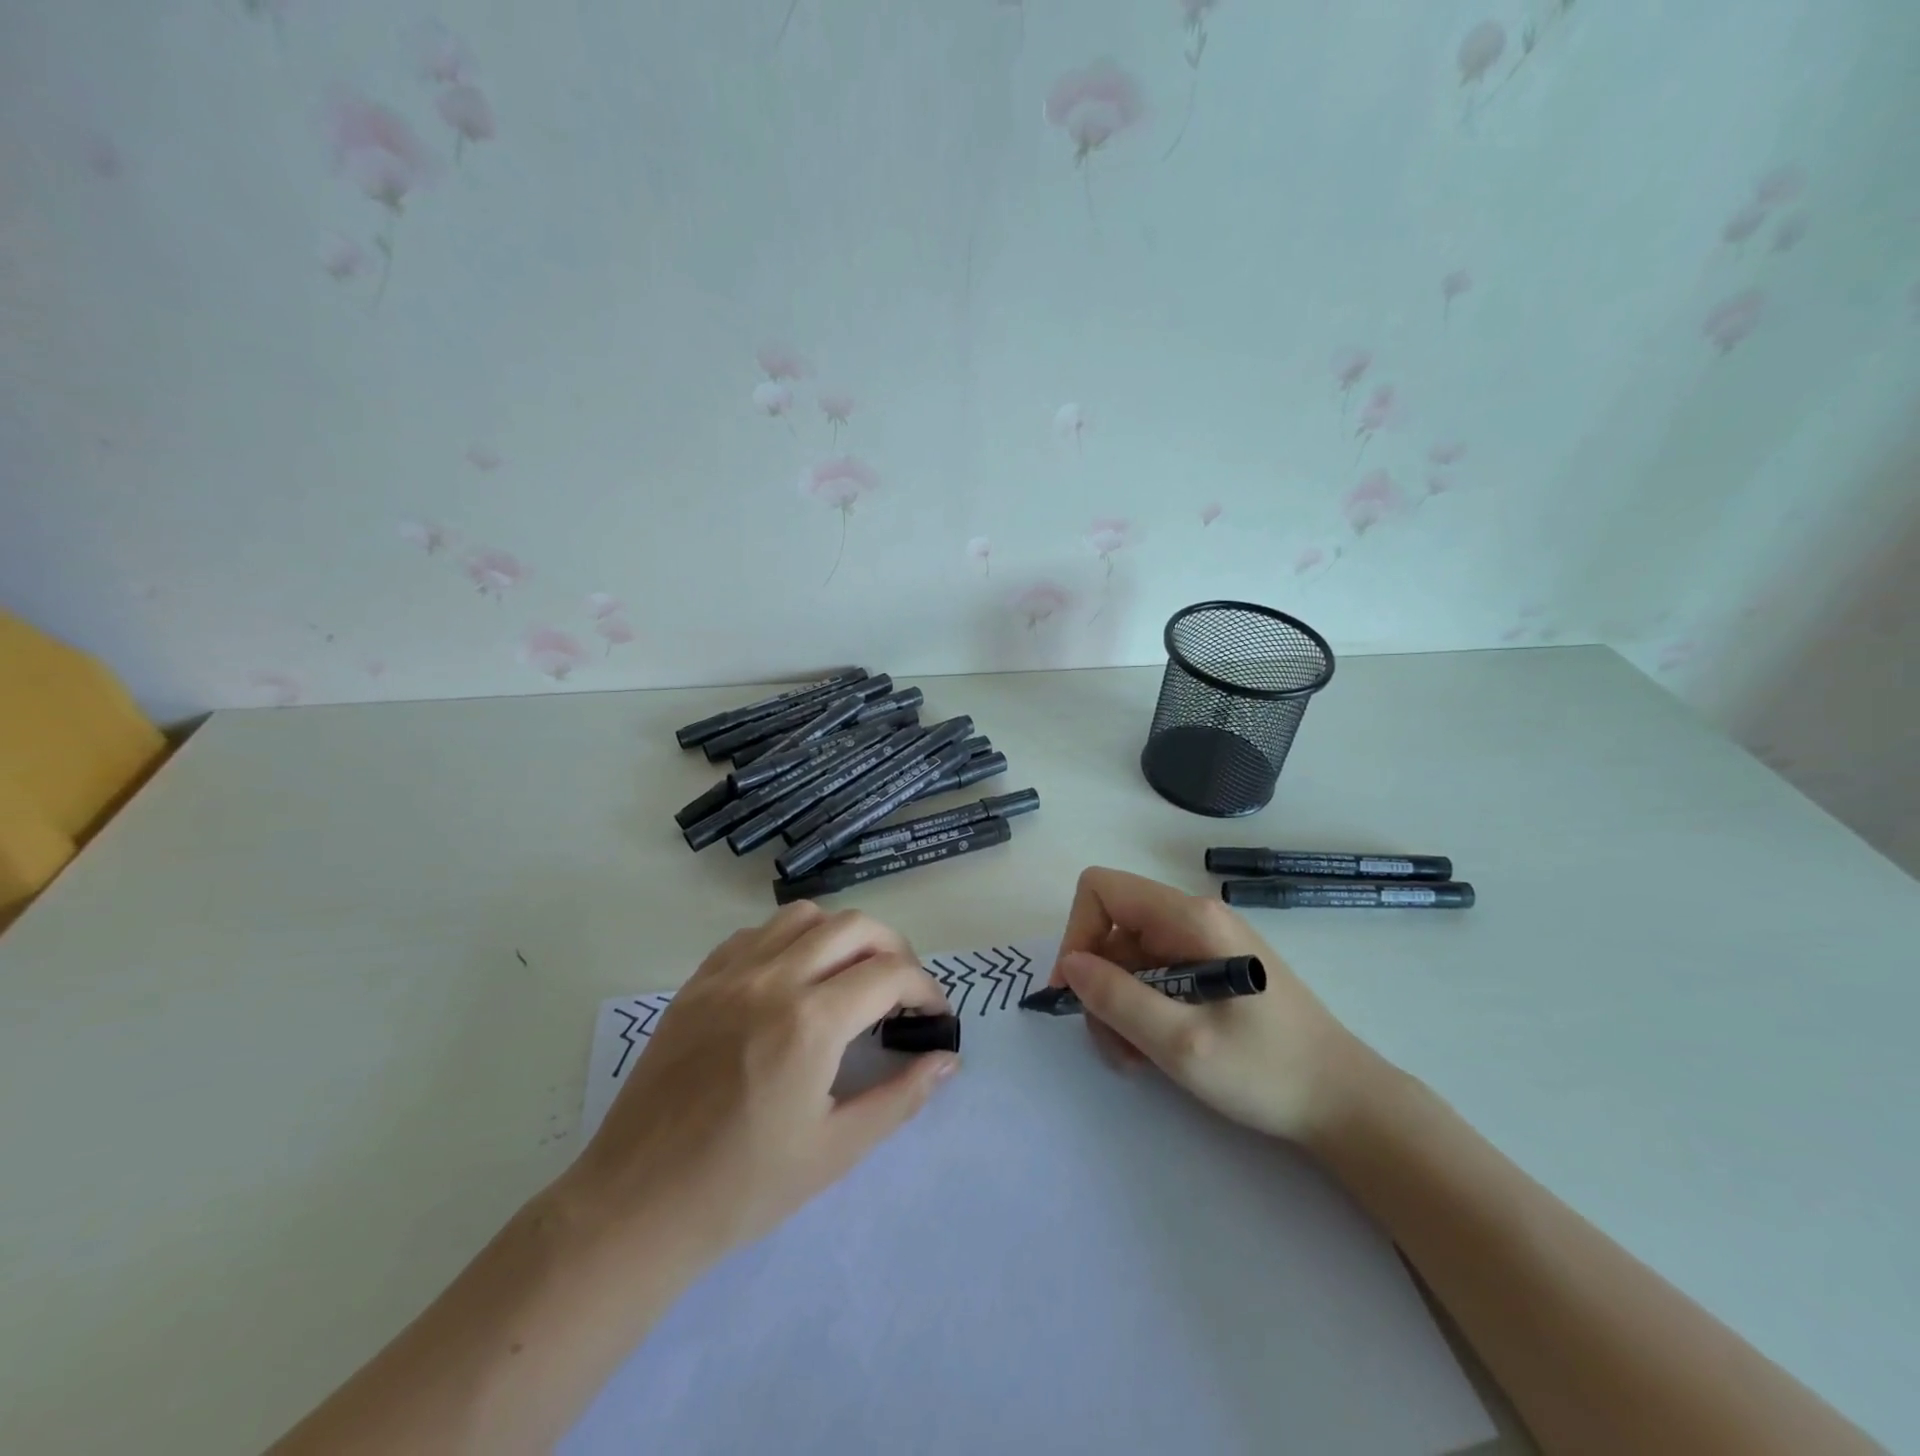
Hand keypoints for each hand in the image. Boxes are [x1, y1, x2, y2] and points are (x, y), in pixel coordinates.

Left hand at [570, 903, 957, 1265]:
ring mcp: (729, 974)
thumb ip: (900, 1096)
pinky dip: (790, 940)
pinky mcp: (698, 982)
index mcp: (811, 1022)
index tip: (933, 1017)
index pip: (891, 973)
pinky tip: (792, 980)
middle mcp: (773, 979)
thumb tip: (947, 1059)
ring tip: (850, 977)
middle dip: (894, 949)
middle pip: (854, 926)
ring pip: (804, 917)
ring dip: (841, 936)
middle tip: (901, 992)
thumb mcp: (836, 1150)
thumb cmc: (742, 1188)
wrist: (636, 1206)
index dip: (925, 989)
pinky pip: (756, 934)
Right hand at [1053, 867, 1381, 1145]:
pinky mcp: (1210, 968)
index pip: (1102, 890)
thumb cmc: (1267, 1071)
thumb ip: (1119, 999)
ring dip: (1117, 1005)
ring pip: (1128, 957)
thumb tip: (1070, 965)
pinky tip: (1154, 1050)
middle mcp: (1193, 918)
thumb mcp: (1182, 1043)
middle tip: (1113, 1044)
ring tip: (1136, 1058)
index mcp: (1189, 918)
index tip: (1076, 991)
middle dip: (1099, 984)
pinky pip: (1154, 975)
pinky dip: (1140, 1009)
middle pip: (1112, 929)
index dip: (1077, 933)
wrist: (1345, 1102)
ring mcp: (1204, 942)